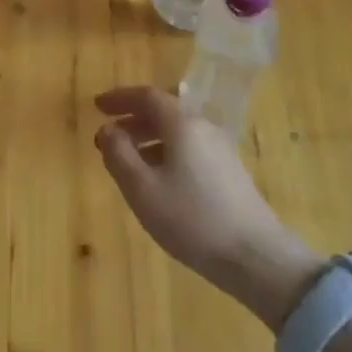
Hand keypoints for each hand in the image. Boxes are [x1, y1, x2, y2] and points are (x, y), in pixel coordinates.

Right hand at [94, 86, 323, 329]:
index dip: (120, 97)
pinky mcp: (229, 172)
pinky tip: (157, 179)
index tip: (97, 106)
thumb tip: (106, 129)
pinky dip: (166, 151)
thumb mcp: (142, 189)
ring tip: (127, 159)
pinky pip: (190, 148)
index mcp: (182, 125)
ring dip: (149, 137)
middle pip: (165, 110)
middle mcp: (204, 128)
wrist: (254, 255)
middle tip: (110, 133)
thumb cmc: (191, 219)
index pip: (147, 96)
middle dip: (134, 118)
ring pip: (178, 131)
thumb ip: (119, 154)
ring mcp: (221, 150)